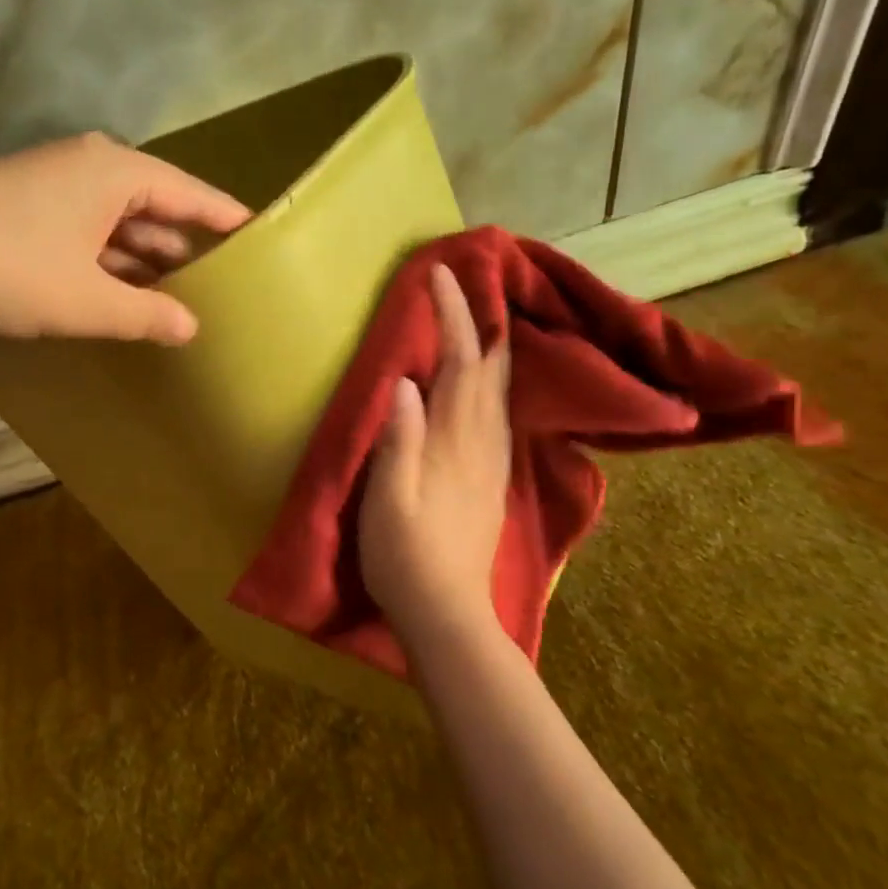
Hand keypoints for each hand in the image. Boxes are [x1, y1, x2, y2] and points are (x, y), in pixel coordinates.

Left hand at [0, 131, 250, 343]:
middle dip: (187, 249)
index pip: (191, 194)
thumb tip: (192, 328)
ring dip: (146, 263)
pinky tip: (125, 299)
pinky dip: (109, 266)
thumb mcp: (85, 301)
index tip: (264, 241)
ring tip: (184, 303)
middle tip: (227, 290)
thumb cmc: (2, 270)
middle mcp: (88, 168)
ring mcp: (53, 188)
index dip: (228, 221)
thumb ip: (146, 314)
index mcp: (114, 171)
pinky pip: (88, 236)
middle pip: (156, 208)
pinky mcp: (27, 212)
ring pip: (119, 226)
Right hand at [359, 264, 511, 635]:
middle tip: (469, 285)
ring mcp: (492, 463)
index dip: (453, 317)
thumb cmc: (404, 555)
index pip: (460, 364)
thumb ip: (398, 440)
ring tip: (481, 320)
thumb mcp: (387, 500)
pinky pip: (499, 415)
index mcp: (453, 443)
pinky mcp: (491, 480)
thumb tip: (405, 381)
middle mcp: (482, 444)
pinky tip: (490, 384)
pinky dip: (495, 383)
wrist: (447, 613)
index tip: (442, 275)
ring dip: (492, 349)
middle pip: (491, 371)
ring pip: (500, 392)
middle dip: (482, 322)